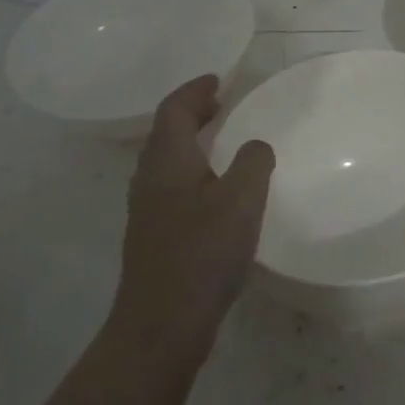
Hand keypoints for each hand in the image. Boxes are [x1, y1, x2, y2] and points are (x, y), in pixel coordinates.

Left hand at [114, 75, 275, 354]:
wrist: (162, 324)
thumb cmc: (203, 253)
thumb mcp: (242, 199)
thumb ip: (253, 162)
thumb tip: (255, 146)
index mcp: (167, 162)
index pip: (173, 110)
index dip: (194, 90)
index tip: (218, 80)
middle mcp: (150, 180)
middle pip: (165, 133)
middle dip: (191, 113)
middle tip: (220, 103)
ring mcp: (149, 211)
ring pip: (167, 161)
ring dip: (192, 142)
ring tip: (222, 140)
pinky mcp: (156, 237)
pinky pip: (173, 185)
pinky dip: (194, 170)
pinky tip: (217, 190)